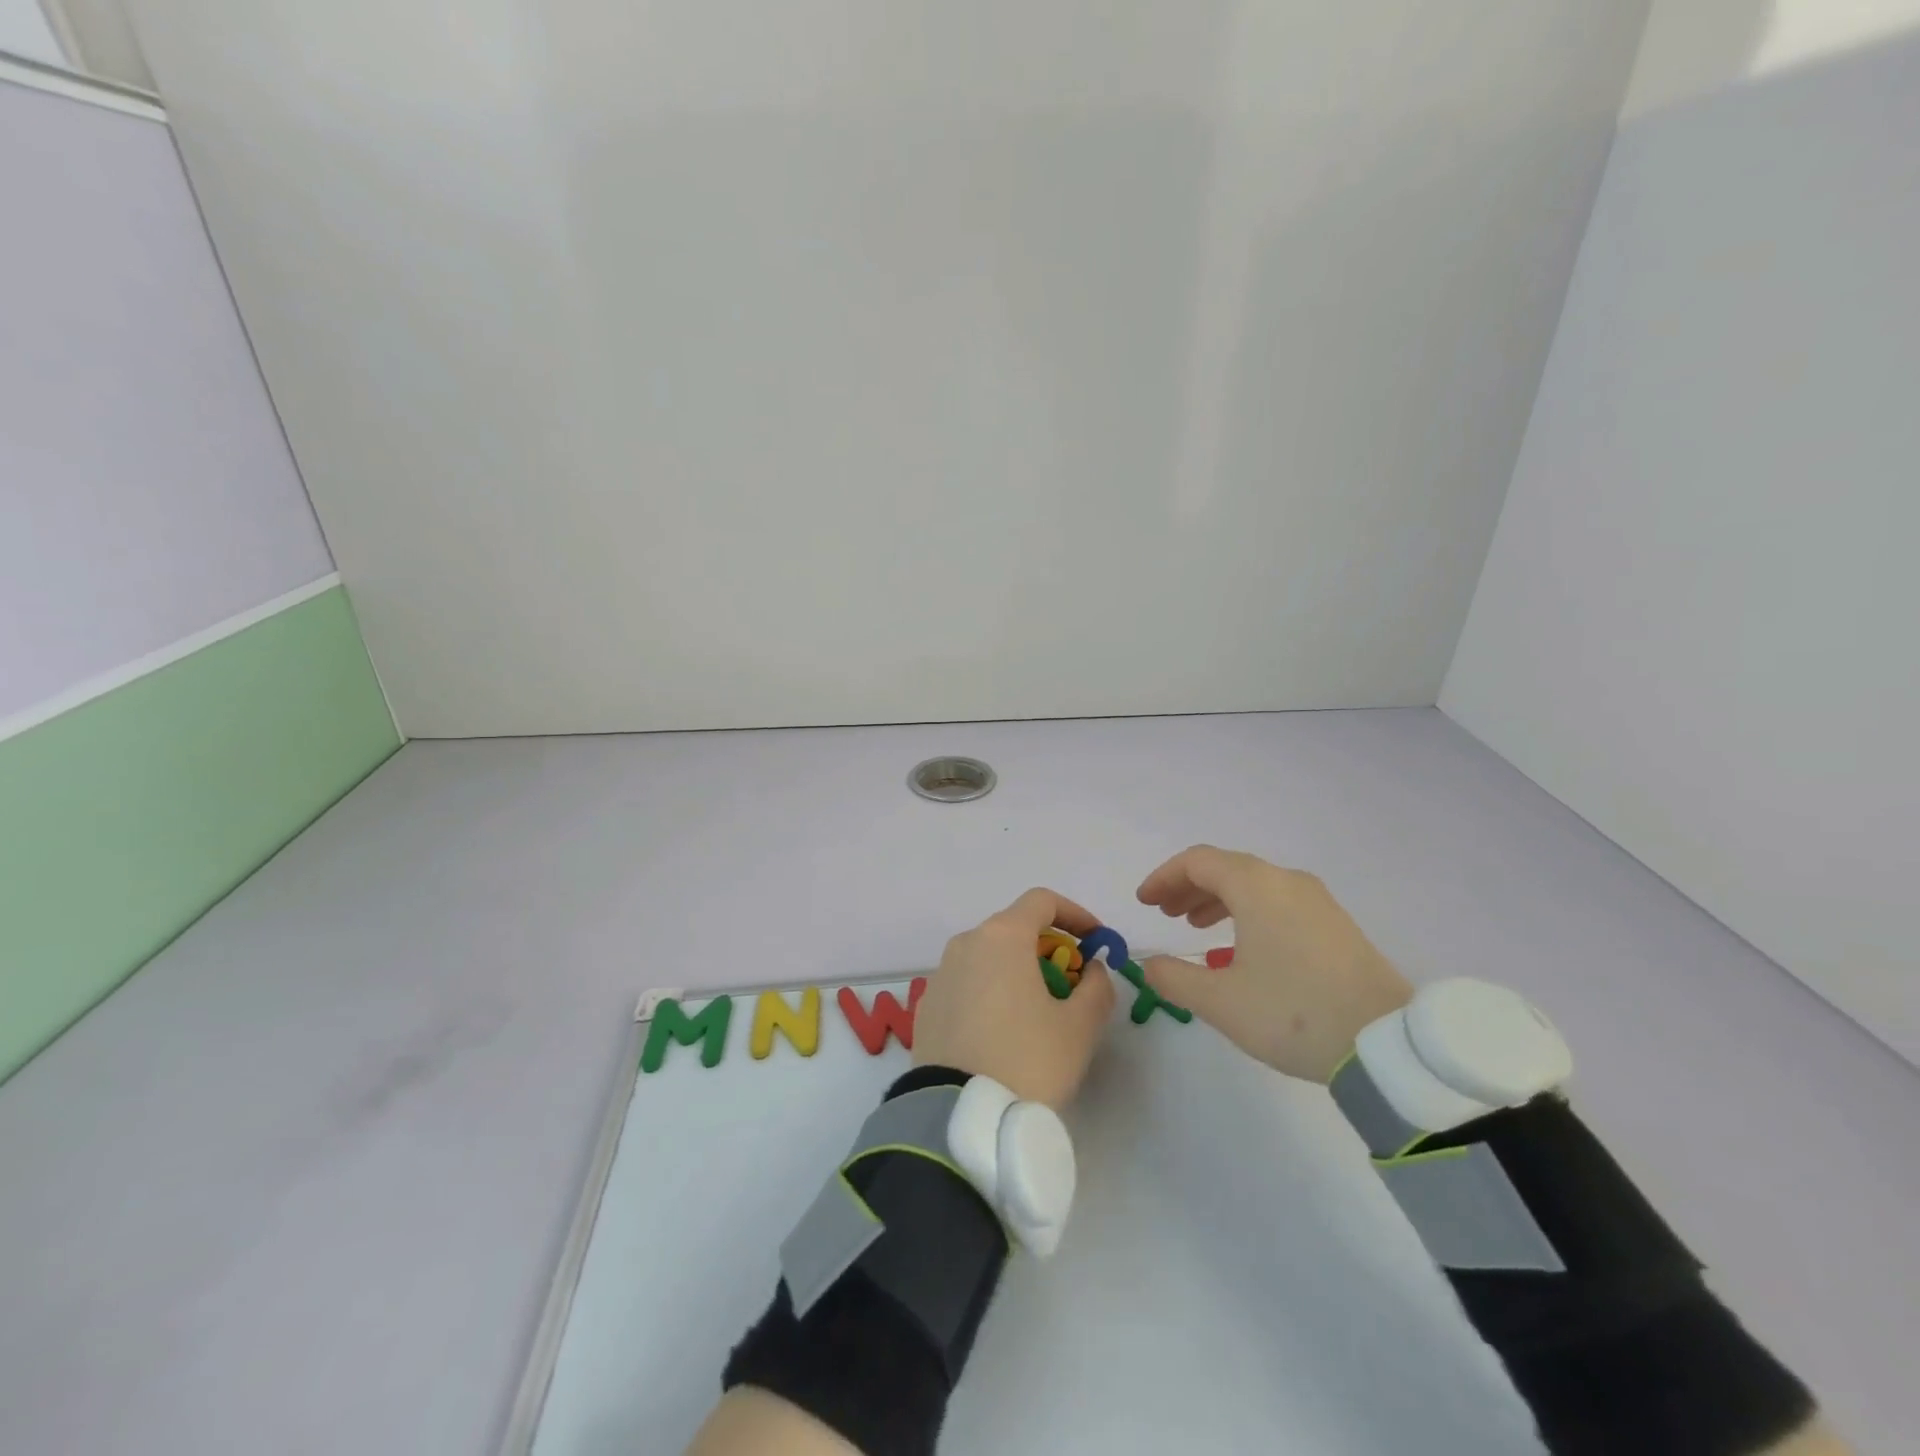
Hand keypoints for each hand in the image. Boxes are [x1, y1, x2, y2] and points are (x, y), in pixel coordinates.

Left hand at [913, 888, 1117, 1108]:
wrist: (959, 1116)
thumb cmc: (1027, 1060)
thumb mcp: (1080, 1027)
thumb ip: (1096, 987)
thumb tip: (1092, 970)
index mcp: (1002, 937)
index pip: (1042, 901)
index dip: (1076, 915)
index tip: (1096, 943)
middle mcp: (966, 943)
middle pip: (1014, 929)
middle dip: (1048, 949)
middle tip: (1071, 985)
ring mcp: (940, 974)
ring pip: (988, 957)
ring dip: (1018, 971)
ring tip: (1038, 1012)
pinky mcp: (927, 1005)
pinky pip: (967, 984)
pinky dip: (990, 992)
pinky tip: (1002, 1032)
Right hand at [1134, 846, 1412, 1082]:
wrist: (1387, 1045)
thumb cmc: (1294, 1013)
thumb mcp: (1221, 1001)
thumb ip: (1174, 978)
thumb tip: (1149, 965)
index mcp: (1257, 886)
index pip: (1198, 862)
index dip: (1164, 877)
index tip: (1144, 903)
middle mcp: (1287, 881)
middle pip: (1226, 868)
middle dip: (1188, 887)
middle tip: (1164, 914)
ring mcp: (1317, 901)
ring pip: (1254, 884)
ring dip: (1217, 899)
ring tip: (1194, 927)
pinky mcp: (1335, 924)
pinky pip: (1278, 901)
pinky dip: (1247, 910)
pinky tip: (1241, 943)